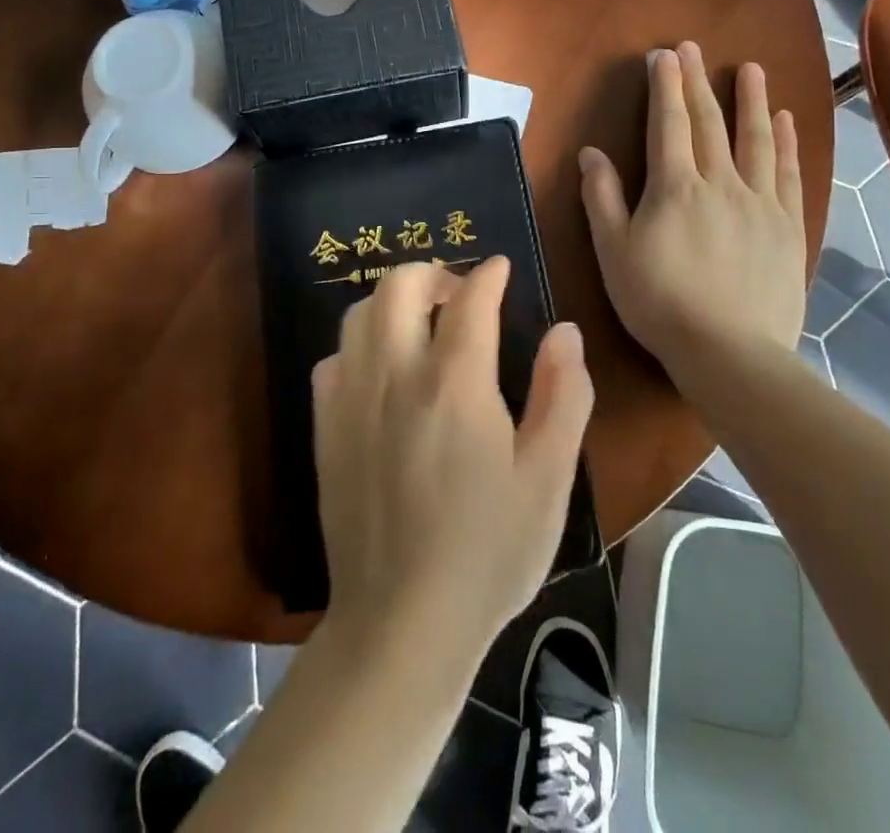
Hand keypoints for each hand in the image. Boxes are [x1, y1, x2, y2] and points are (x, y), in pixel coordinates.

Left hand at [312, 258, 593, 655]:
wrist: (402, 622)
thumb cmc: (488, 552)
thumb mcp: (549, 479)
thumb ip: (562, 396)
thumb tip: (565, 332)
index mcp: (454, 383)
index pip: (469, 299)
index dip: (488, 274)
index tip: (500, 267)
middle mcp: (395, 374)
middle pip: (399, 284)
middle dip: (433, 272)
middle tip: (460, 293)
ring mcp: (351, 398)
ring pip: (359, 312)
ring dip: (393, 301)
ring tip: (422, 322)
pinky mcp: (324, 426)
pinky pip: (334, 357)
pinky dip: (360, 344)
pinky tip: (381, 370)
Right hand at [579, 42, 806, 387]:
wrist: (730, 352)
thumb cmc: (659, 302)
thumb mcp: (613, 252)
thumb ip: (603, 198)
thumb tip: (591, 152)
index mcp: (675, 188)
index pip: (668, 124)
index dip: (665, 87)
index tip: (664, 56)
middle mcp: (720, 183)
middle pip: (709, 123)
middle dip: (698, 83)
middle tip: (694, 48)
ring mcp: (760, 203)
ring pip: (756, 140)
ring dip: (752, 101)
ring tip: (751, 68)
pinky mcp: (789, 226)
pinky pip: (790, 174)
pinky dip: (787, 144)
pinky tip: (786, 121)